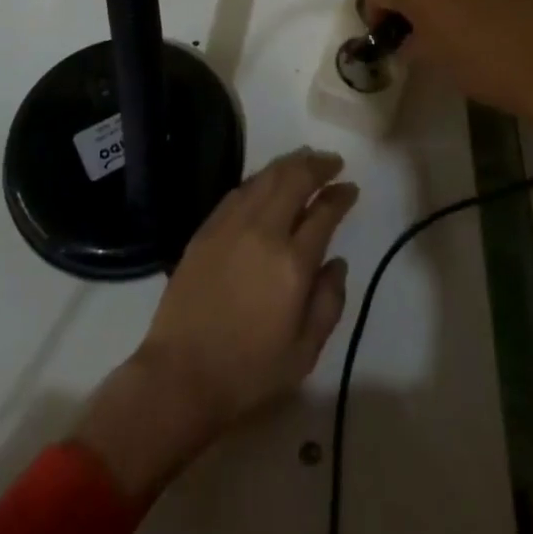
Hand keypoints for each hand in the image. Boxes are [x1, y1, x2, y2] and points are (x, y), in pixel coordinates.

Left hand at [72, 149, 357, 503]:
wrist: (181, 374)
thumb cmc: (249, 371)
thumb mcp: (304, 352)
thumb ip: (329, 303)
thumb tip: (338, 263)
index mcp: (293, 263)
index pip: (324, 213)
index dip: (341, 196)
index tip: (351, 188)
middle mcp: (264, 231)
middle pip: (294, 179)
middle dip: (317, 165)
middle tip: (332, 162)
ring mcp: (232, 224)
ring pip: (266, 176)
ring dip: (290, 164)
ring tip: (305, 160)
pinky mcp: (208, 227)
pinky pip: (240, 189)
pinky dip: (261, 178)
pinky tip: (268, 180)